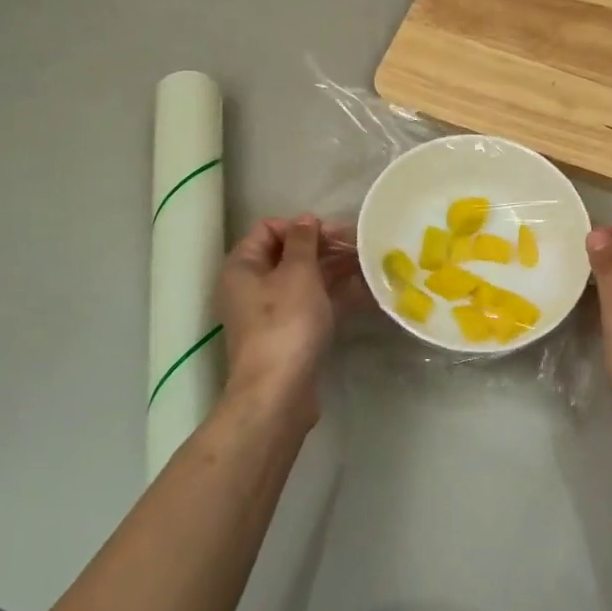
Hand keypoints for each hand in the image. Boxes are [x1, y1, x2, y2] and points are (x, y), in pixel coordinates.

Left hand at [215, 214, 364, 425]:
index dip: (299, 226)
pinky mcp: (288, 334)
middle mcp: (251, 286)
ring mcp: (270, 313)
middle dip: (323, 247)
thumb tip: (305, 219)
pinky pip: (312, 304)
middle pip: (288, 254)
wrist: (279, 391)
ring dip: (334, 270)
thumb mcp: (297, 272)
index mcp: (243, 266)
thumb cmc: (285, 322)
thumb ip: (303, 241)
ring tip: (368, 265)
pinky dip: (334, 295)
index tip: (331, 233)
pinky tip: (365, 291)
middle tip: (359, 246)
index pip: (268, 229)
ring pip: (304, 280)